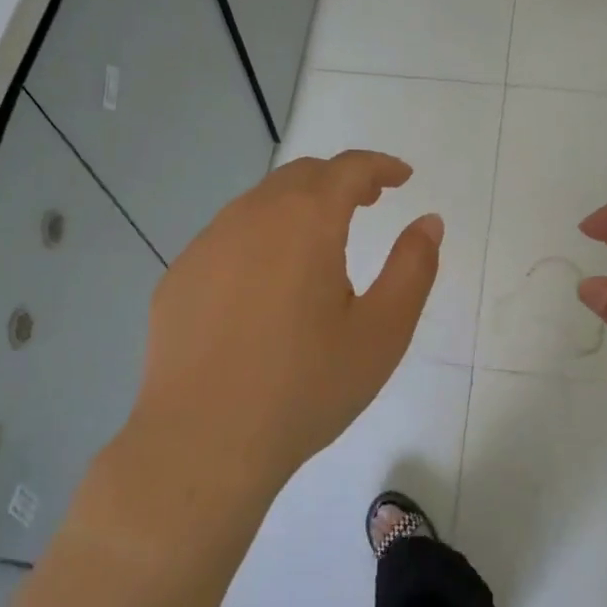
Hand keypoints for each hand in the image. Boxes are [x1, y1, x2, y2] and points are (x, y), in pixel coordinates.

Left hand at [126, 151, 441, 507]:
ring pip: (259, 204)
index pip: (348, 169)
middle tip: (368, 202)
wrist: (204, 441)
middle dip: (339, 180)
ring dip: (297, 207)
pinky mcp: (179, 278)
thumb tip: (428, 222)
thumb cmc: (306, 387)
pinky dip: (259, 240)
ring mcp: (206, 246)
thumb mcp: (382, 332)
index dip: (380, 166)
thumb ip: (413, 267)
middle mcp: (250, 217)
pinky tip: (265, 286)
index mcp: (305, 222)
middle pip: (301, 176)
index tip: (402, 177)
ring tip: (320, 243)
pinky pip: (227, 239)